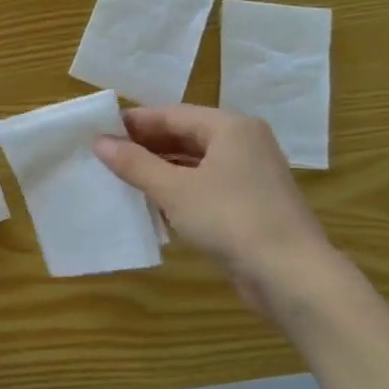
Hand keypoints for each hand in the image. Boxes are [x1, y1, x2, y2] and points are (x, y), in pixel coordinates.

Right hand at [93, 104, 336, 313]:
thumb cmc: (230, 219)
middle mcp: (244, 143)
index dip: (134, 123)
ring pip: (194, 162)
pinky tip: (152, 203)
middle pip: (184, 135)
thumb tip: (99, 142)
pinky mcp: (250, 202)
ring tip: (121, 179)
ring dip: (159, 169)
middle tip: (104, 157)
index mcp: (230, 128)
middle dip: (145, 146)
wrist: (290, 274)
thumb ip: (135, 163)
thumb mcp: (173, 189)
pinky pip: (205, 184)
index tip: (98, 132)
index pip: (171, 114)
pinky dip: (178, 189)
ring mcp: (250, 174)